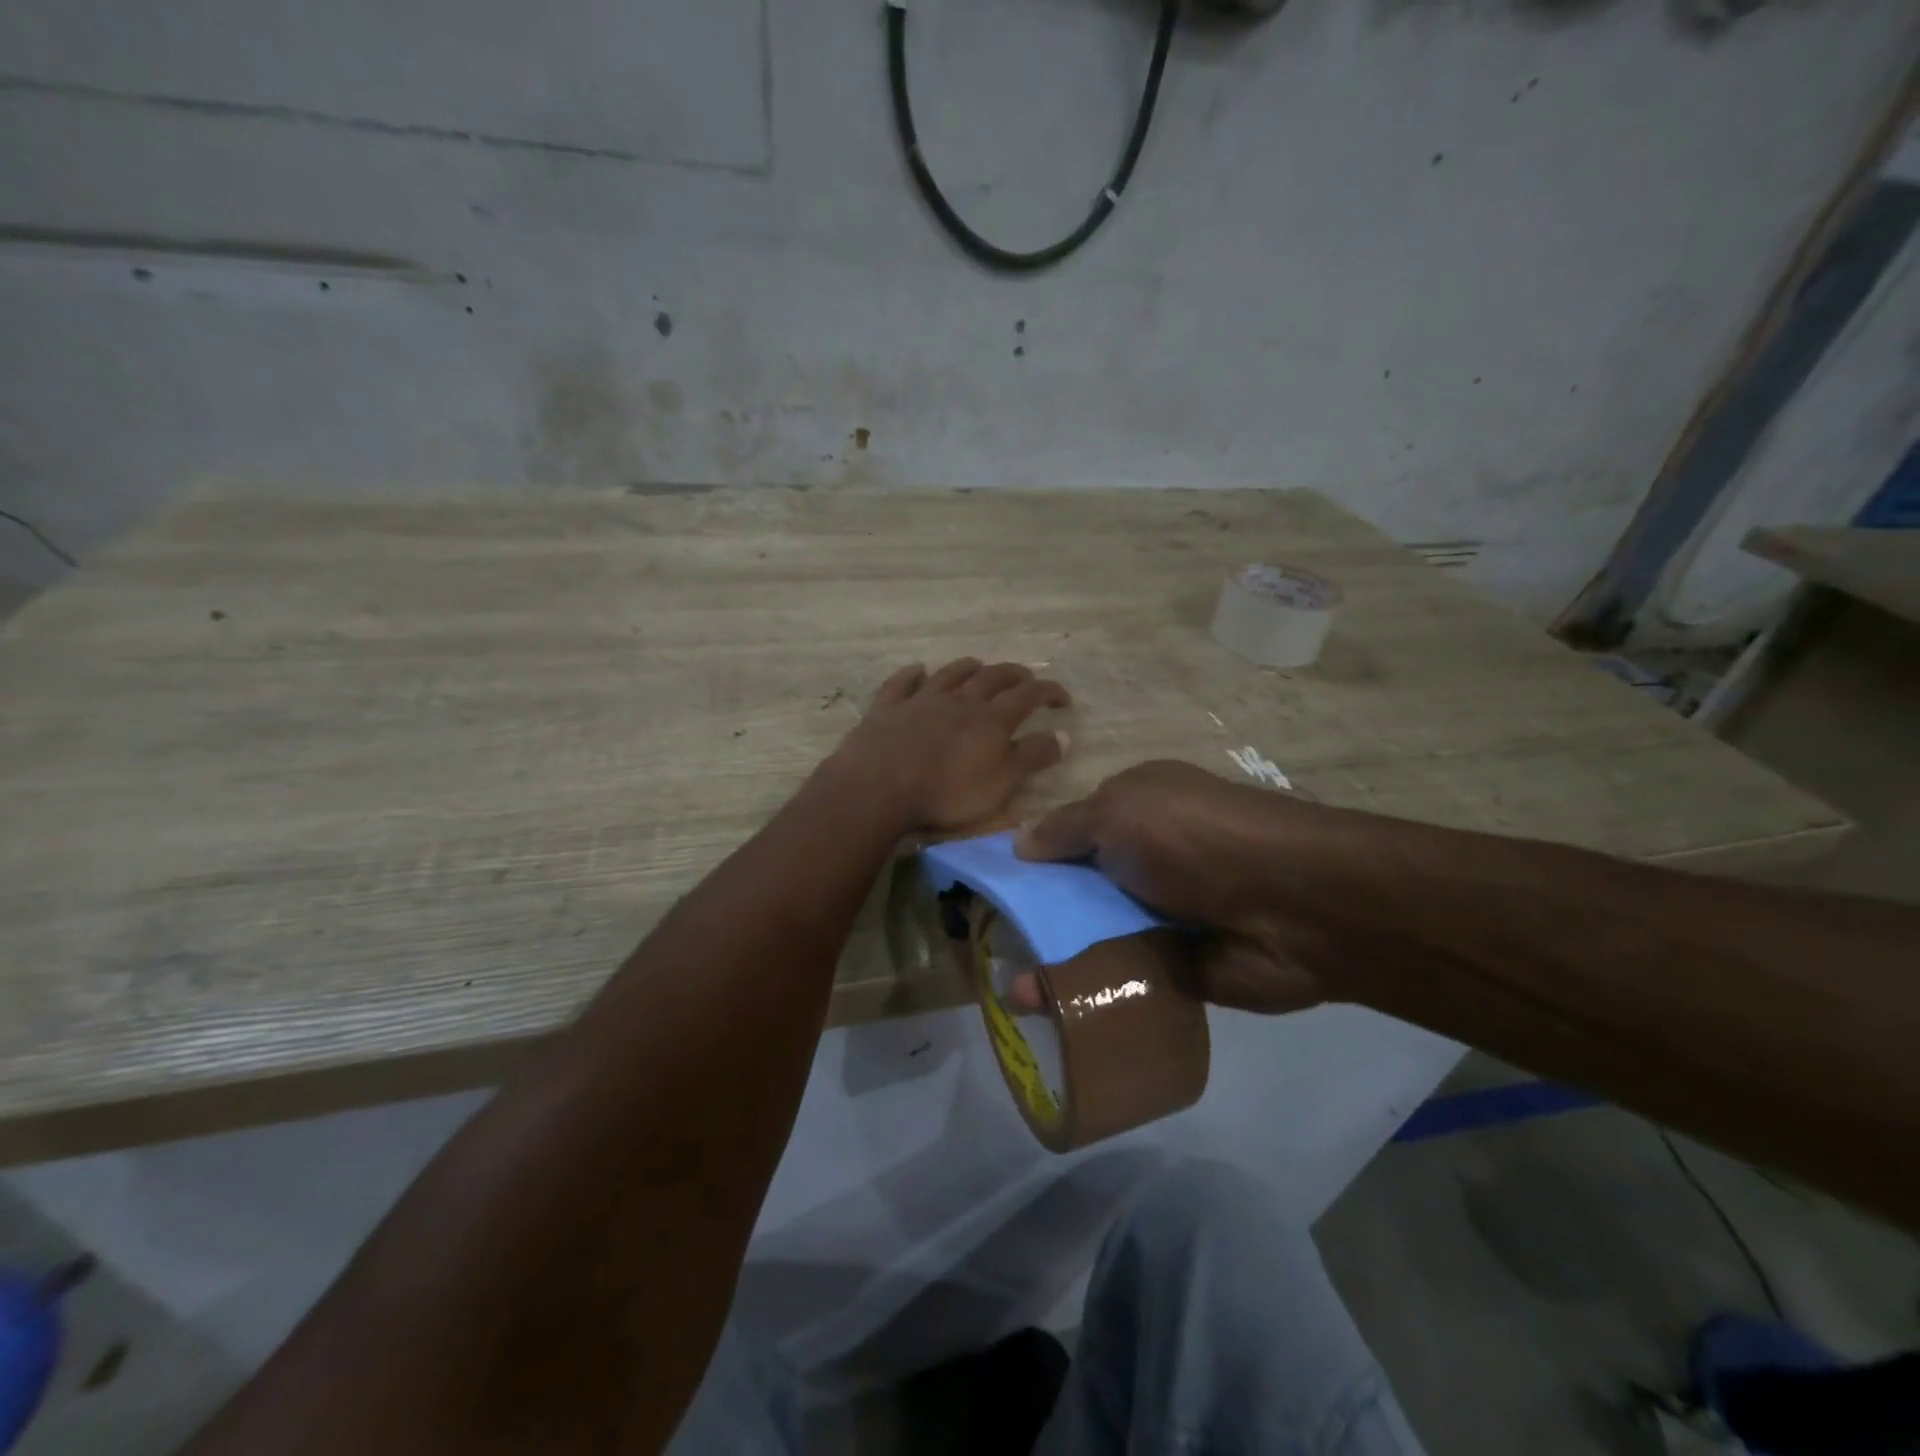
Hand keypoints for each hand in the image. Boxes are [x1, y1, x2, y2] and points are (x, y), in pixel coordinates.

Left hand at [830, 659, 1070, 833]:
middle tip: (1025, 678)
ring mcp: (920, 701)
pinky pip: (902, 683)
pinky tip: (917, 670)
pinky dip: (912, 674)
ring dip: (968, 668)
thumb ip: (1032, 757)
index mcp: (991, 719)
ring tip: (979, 666)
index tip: (1063, 698)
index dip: (1049, 692)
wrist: (879, 787)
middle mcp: (959, 701)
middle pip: (992, 677)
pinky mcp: (887, 709)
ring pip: (950, 674)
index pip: (1028, 695)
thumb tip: (1064, 735)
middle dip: (1013, 675)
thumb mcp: (1001, 783)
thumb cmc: (947, 793)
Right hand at [1013, 760, 1339, 1013]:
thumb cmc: (1193, 839)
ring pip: (1094, 939)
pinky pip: (1121, 980)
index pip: (1070, 835)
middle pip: (1077, 891)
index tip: (992, 890)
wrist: (1292, 907)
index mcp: (1135, 810)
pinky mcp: (1175, 968)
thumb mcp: (1118, 811)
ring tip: (1014, 998)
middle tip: (991, 950)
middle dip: (1035, 919)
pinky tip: (1047, 1016)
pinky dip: (1089, 994)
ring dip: (1055, 964)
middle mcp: (1146, 860)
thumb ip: (1065, 829)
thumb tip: (1018, 843)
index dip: (1032, 861)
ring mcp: (1161, 915)